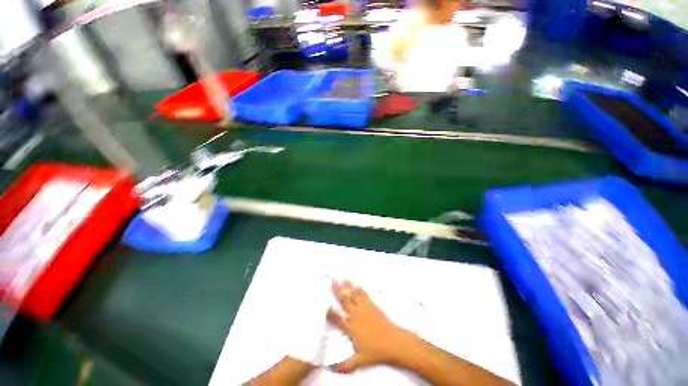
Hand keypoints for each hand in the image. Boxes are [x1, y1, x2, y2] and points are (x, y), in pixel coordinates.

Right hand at [326, 280, 411, 372]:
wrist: (393, 341)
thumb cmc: (376, 351)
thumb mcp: (360, 360)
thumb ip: (345, 364)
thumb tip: (331, 369)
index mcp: (351, 327)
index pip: (337, 318)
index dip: (329, 312)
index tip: (324, 306)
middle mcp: (356, 315)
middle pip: (344, 300)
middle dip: (337, 290)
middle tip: (332, 281)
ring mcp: (364, 308)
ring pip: (354, 294)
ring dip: (347, 286)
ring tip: (342, 278)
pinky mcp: (372, 305)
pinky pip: (363, 294)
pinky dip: (359, 289)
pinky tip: (357, 285)